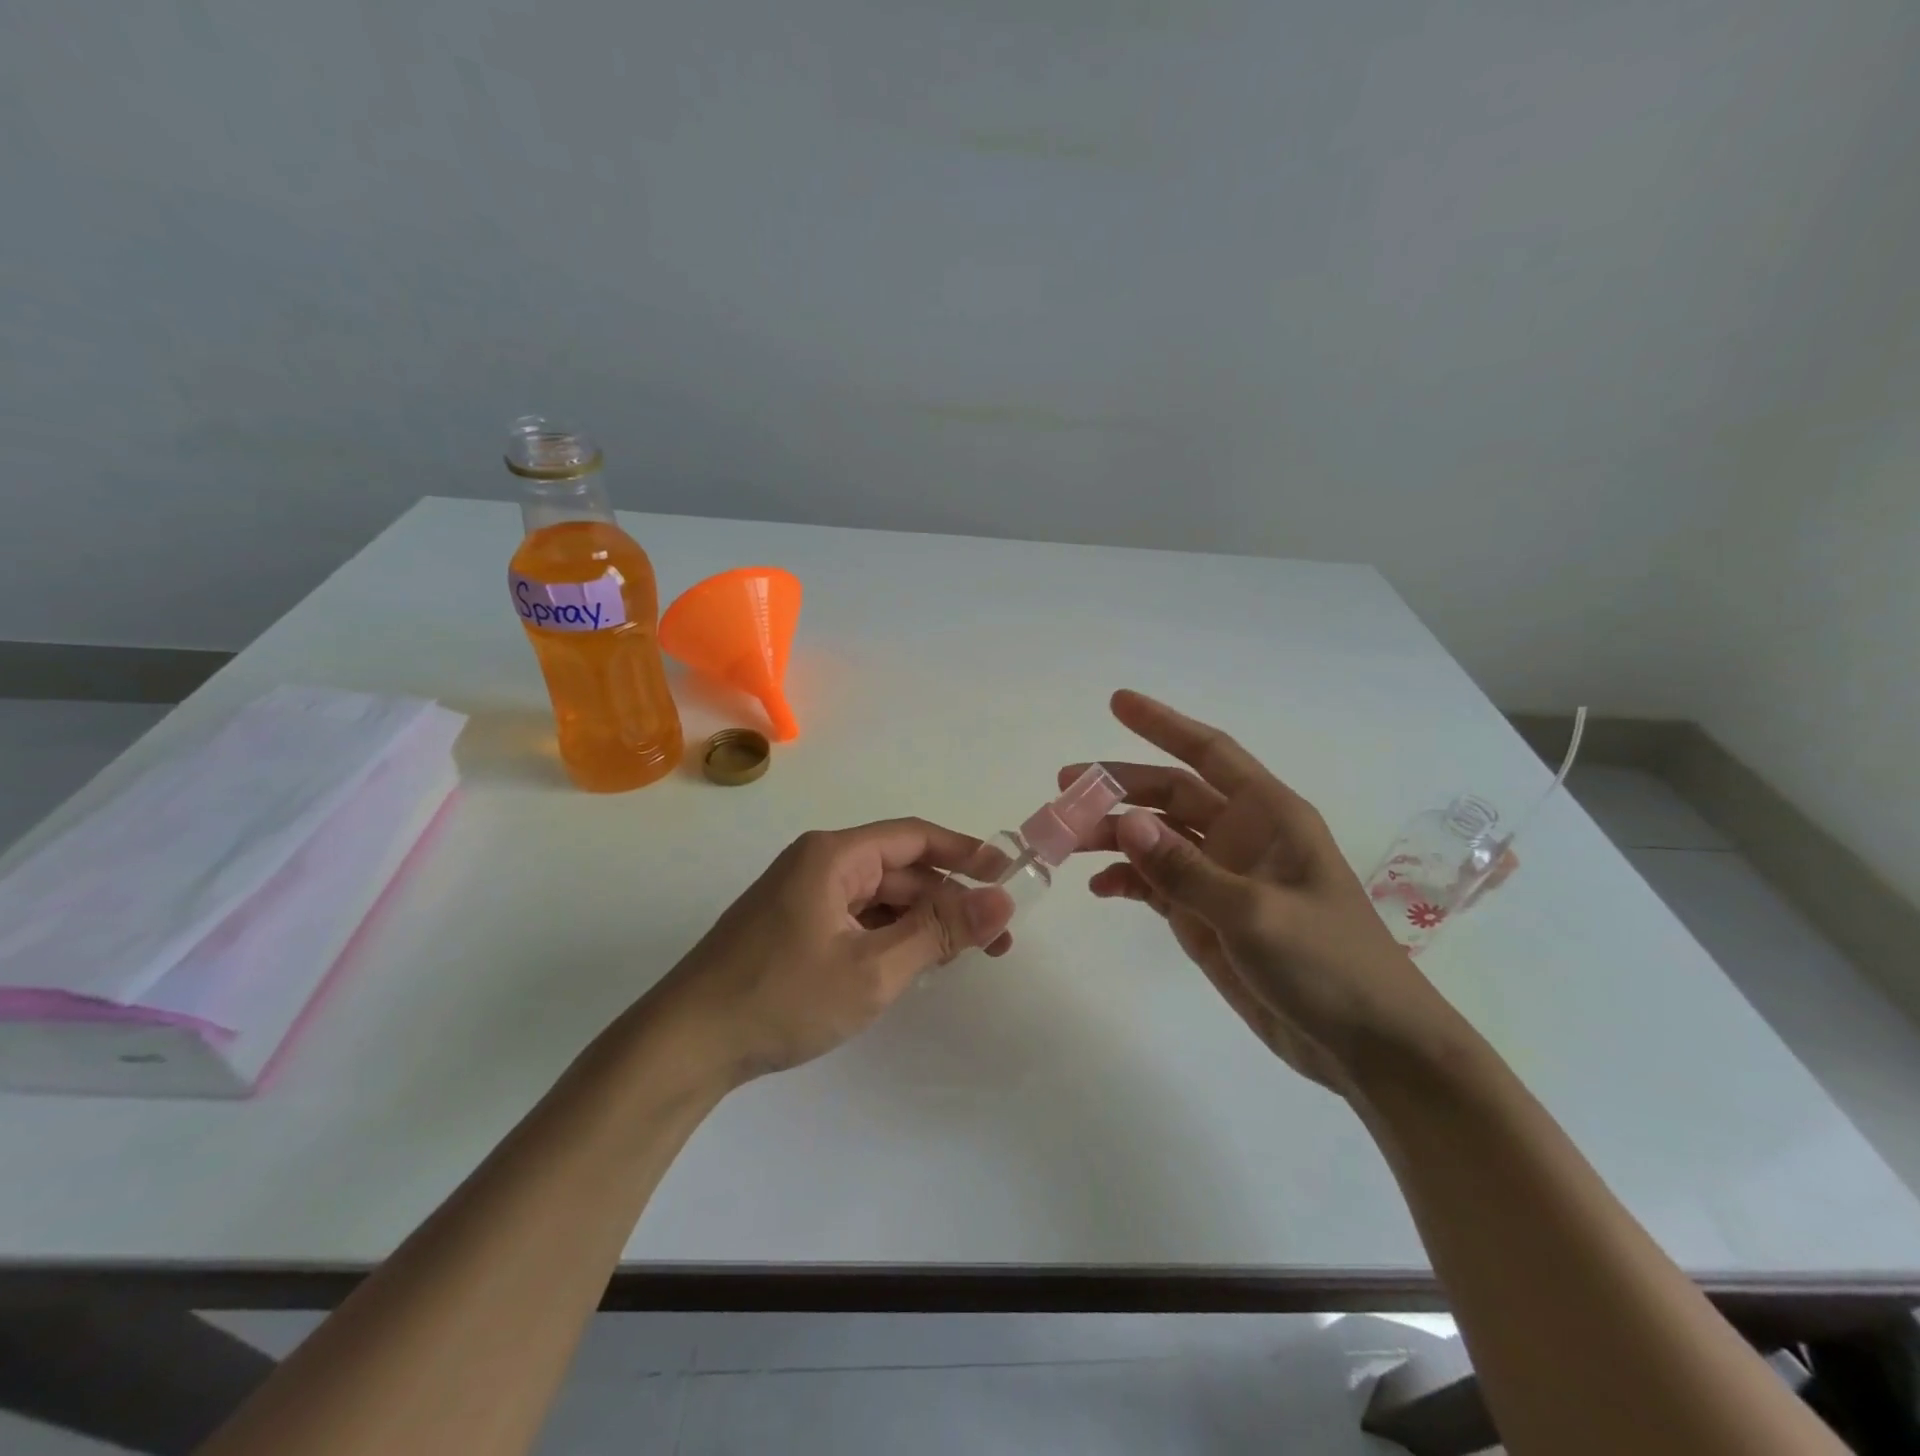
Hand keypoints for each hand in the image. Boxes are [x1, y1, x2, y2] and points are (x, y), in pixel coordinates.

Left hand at [642, 820, 1015, 1085]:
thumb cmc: (782, 998)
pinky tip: (911, 964)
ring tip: (960, 957)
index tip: (1008, 875)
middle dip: (948, 900)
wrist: (686, 1044)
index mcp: (834, 856)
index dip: (966, 852)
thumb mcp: (873, 969)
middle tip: (994, 939)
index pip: (915, 837)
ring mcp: (802, 895)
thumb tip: (1002, 901)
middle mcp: (818, 864)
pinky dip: (889, 936)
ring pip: (879, 897)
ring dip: (920, 921)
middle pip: (899, 869)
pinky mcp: (793, 926)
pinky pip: (856, 918)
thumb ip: (940, 931)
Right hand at [1065, 691, 1455, 1091]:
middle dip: (1116, 789)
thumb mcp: (1256, 914)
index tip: (1117, 702)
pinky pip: (1155, 883)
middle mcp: (1239, 835)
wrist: (1367, 1046)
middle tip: (1062, 794)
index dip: (1163, 724)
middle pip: (1167, 795)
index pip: (1208, 752)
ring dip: (1111, 835)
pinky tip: (1098, 887)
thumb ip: (1186, 869)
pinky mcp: (1205, 915)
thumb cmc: (1329, 965)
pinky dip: (1125, 880)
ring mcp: (1219, 876)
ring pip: (1154, 838)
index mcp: (1267, 815)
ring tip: (1062, 842)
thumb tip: (1125, 823)